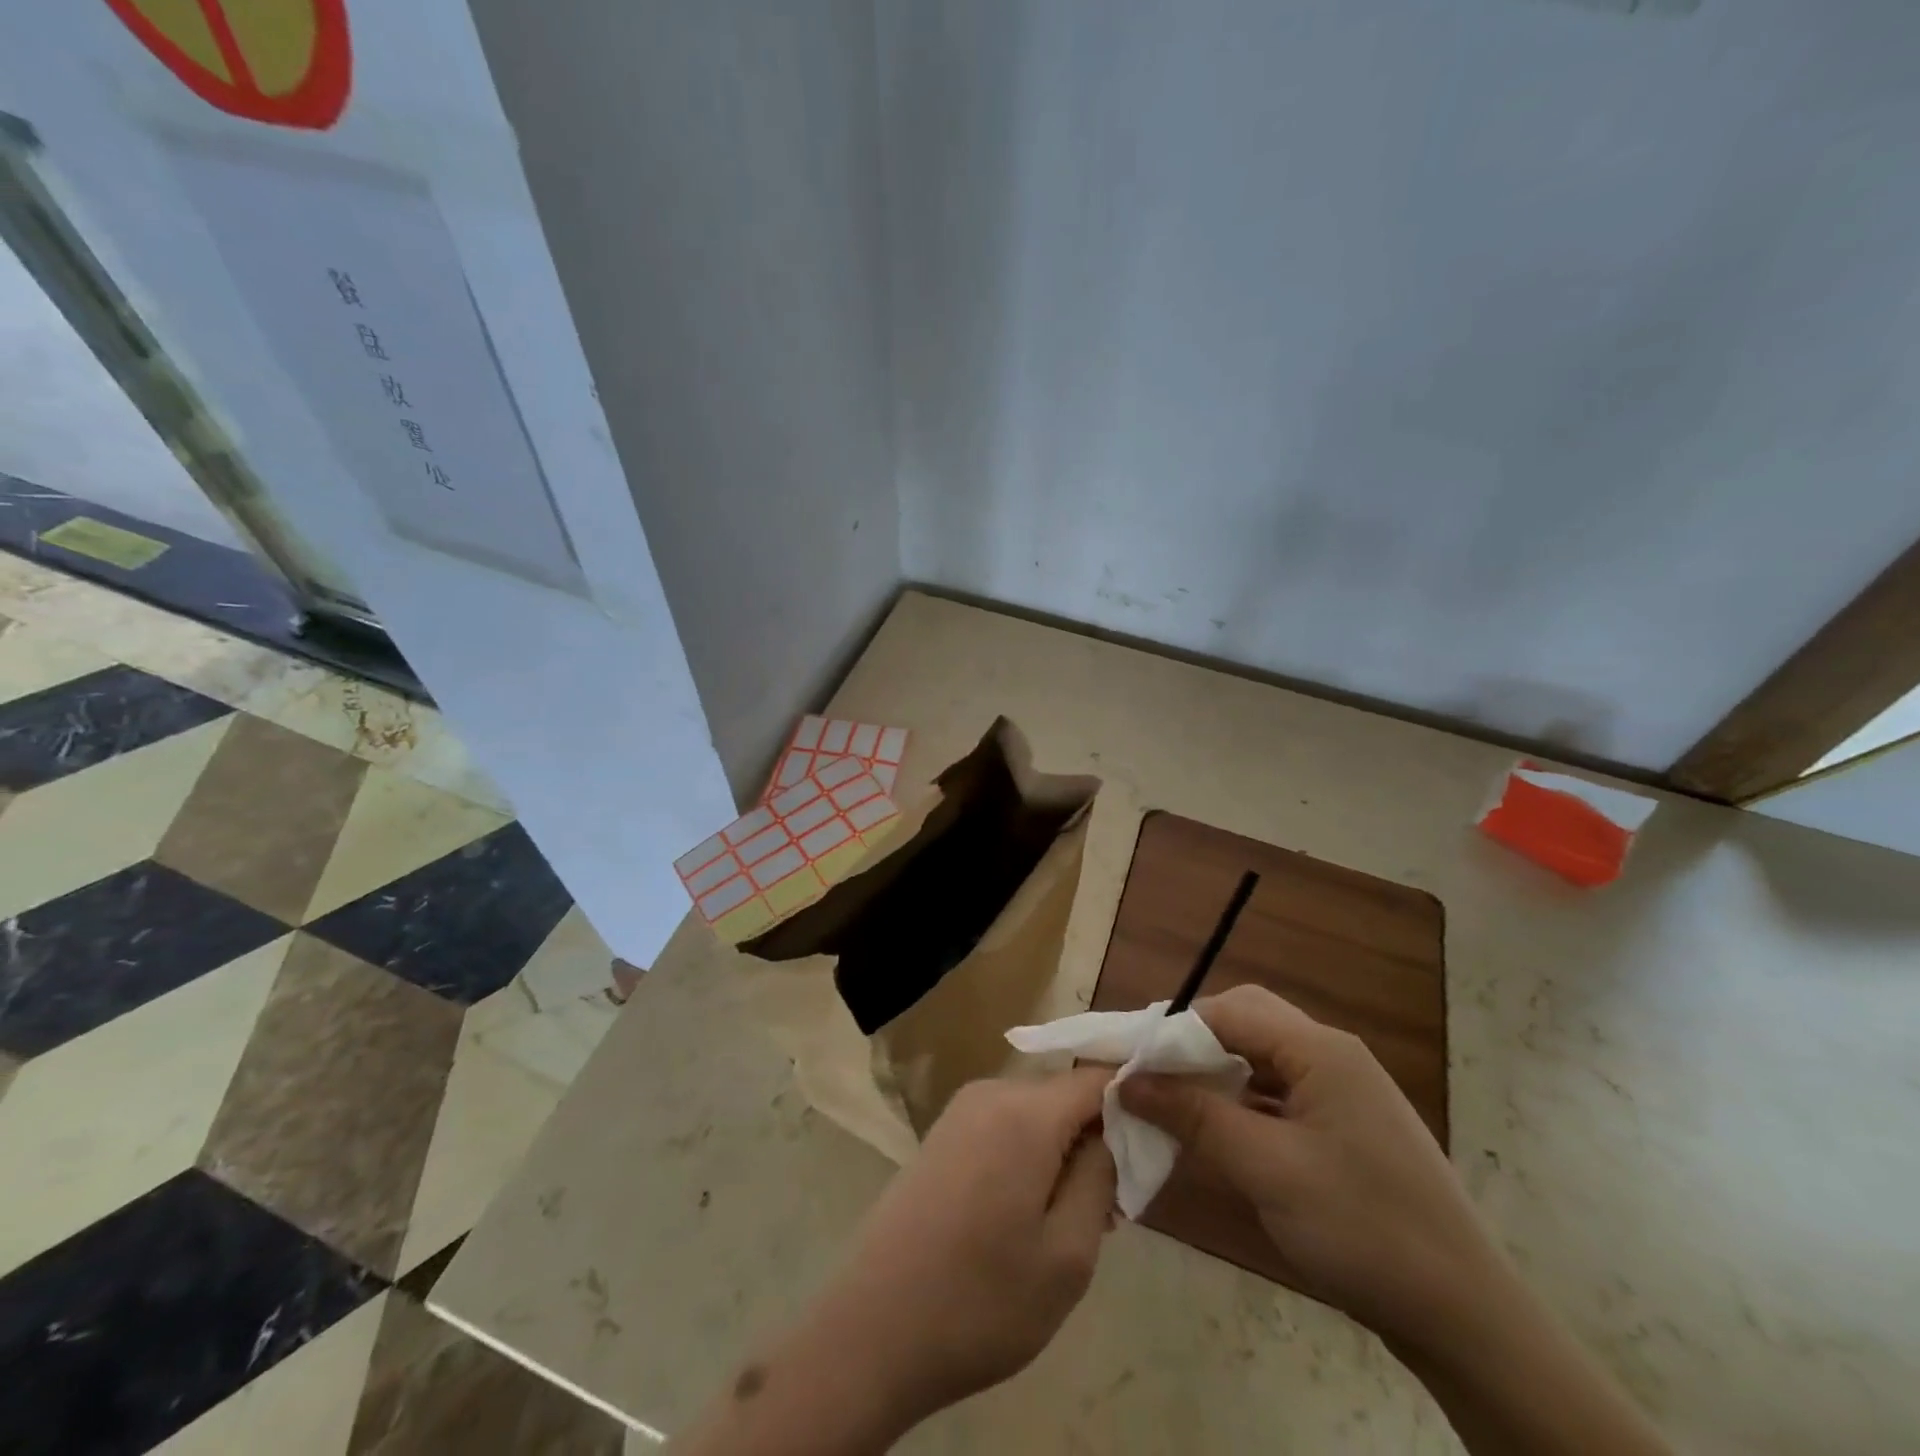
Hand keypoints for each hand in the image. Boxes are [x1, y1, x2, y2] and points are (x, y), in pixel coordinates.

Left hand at [782, 1068, 1116, 1438]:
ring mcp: (960, 1112)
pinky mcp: (942, 1135)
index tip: (1160, 1135)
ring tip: (1074, 1221)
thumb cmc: (981, 1299)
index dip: (1134, 1096)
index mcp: (1025, 1112)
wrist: (872, 1330)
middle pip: (1065, 1095)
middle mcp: (991, 1093)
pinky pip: (1005, 1127)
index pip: (1097, 1077)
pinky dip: (1031, 1155)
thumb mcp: (1068, 1255)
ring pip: (1036, 1113)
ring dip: (1063, 1151)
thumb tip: (1110, 1133)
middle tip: (1115, 1205)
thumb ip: (1100, 1178)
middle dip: (1097, 1136)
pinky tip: (1029, 1214)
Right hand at [1119, 985, 1497, 1348]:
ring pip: (1262, 1059)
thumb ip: (1194, 1116)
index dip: (1174, 1030)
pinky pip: (1281, 1094)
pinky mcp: (1346, 1127)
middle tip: (1150, 1077)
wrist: (1466, 1318)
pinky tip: (1219, 1131)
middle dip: (1193, 1045)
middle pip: (1247, 1023)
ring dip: (1216, 1074)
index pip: (1230, 1011)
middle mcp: (1332, 1056)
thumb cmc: (1362, 1228)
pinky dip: (1243, 1103)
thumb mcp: (1266, 1169)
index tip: (1129, 1060)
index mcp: (1320, 1050)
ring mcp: (1344, 1091)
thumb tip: (1127, 1081)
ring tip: (1173, 1102)